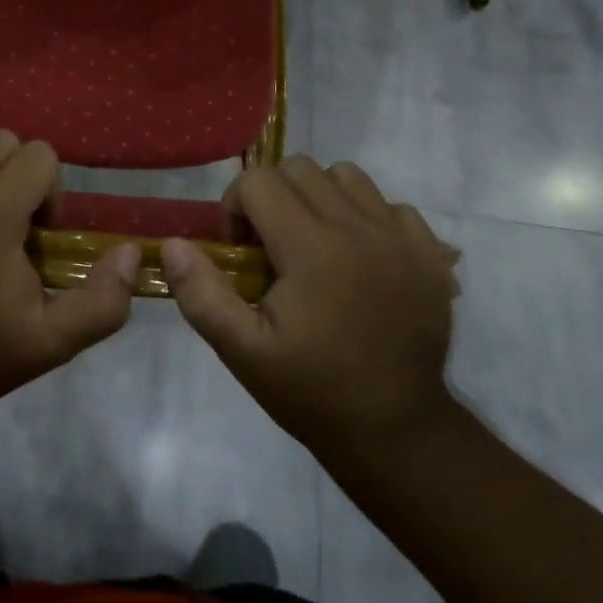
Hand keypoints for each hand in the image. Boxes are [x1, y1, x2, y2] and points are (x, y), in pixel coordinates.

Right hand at [160, 157, 460, 452]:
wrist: (396, 433)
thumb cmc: (311, 390)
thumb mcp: (242, 352)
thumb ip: (201, 295)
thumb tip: (172, 244)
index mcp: (312, 248)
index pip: (259, 182)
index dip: (236, 207)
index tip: (241, 251)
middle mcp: (358, 228)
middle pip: (298, 169)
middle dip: (272, 197)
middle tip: (271, 247)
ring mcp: (400, 238)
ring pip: (344, 176)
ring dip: (318, 198)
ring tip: (314, 244)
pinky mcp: (429, 253)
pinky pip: (389, 204)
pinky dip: (365, 217)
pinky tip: (359, 259)